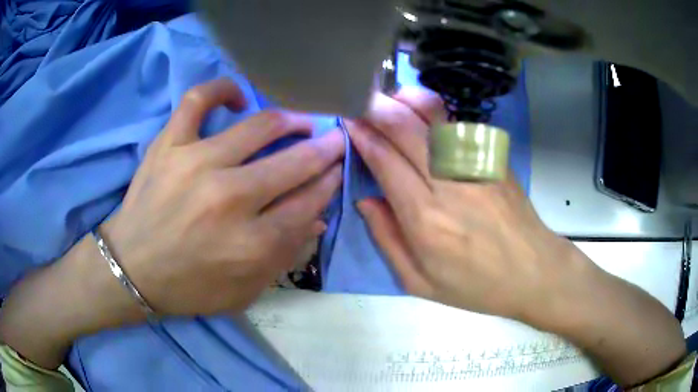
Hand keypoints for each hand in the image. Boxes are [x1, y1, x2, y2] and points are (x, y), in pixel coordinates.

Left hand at [103, 78, 343, 314]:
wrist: (131, 270)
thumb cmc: (189, 288)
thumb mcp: (244, 291)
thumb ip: (284, 257)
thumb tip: (316, 218)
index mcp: (252, 244)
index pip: (308, 202)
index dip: (329, 183)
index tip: (336, 170)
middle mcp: (230, 199)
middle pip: (295, 163)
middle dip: (325, 150)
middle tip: (334, 140)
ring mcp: (196, 163)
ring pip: (260, 126)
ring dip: (291, 120)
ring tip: (300, 122)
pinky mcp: (169, 145)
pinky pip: (199, 99)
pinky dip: (222, 89)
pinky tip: (238, 97)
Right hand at [348, 88, 590, 322]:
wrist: (532, 271)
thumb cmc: (475, 285)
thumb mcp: (419, 282)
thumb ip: (387, 239)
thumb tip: (365, 199)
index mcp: (424, 218)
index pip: (384, 161)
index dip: (363, 136)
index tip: (349, 121)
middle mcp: (448, 183)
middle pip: (406, 129)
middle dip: (378, 108)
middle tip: (361, 98)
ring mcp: (476, 165)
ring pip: (435, 117)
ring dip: (406, 99)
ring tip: (389, 94)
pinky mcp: (494, 158)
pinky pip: (459, 124)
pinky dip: (436, 109)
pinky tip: (423, 106)